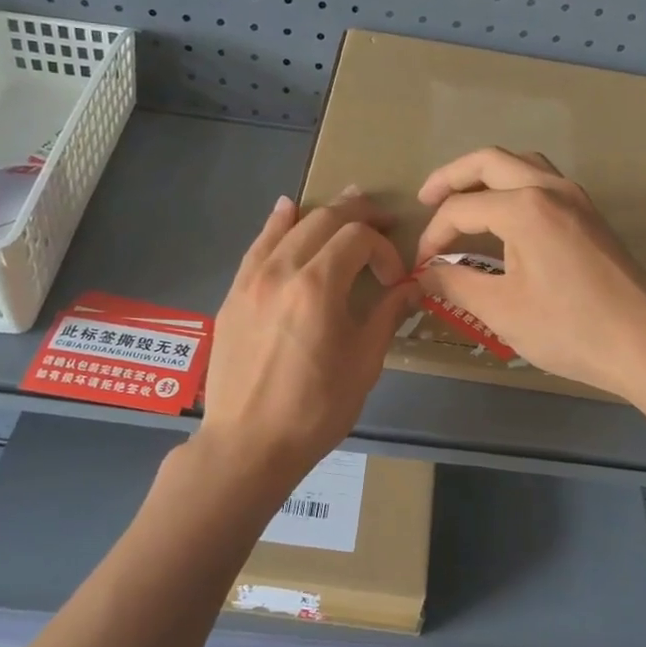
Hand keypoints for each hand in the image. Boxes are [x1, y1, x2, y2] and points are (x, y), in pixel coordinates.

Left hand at [198, 190, 422, 483]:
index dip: (384, 250)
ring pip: (289, 227)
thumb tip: (412, 288)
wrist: (248, 443)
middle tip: (382, 219)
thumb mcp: (363, 364)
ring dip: (321, 212)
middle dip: (358, 213)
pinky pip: (258, 246)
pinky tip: (286, 209)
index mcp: (318, 286)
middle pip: (323, 220)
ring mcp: (251, 280)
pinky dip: (277, 224)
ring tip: (346, 203)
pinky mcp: (233, 295)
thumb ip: (387, 316)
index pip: (358, 239)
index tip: (395, 280)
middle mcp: (281, 270)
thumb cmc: (315, 409)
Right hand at [413, 148, 645, 398]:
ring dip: (487, 175)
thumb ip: (454, 284)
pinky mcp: (590, 215)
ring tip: (464, 201)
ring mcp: (576, 198)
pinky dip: (514, 186)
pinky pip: (543, 181)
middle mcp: (550, 188)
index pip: (461, 209)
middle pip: (490, 161)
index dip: (432, 236)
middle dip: (451, 177)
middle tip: (426, 200)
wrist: (645, 343)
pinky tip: (505, 217)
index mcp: (525, 207)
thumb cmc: (569, 328)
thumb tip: (423, 274)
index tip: (420, 267)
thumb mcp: (501, 310)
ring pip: (522, 164)